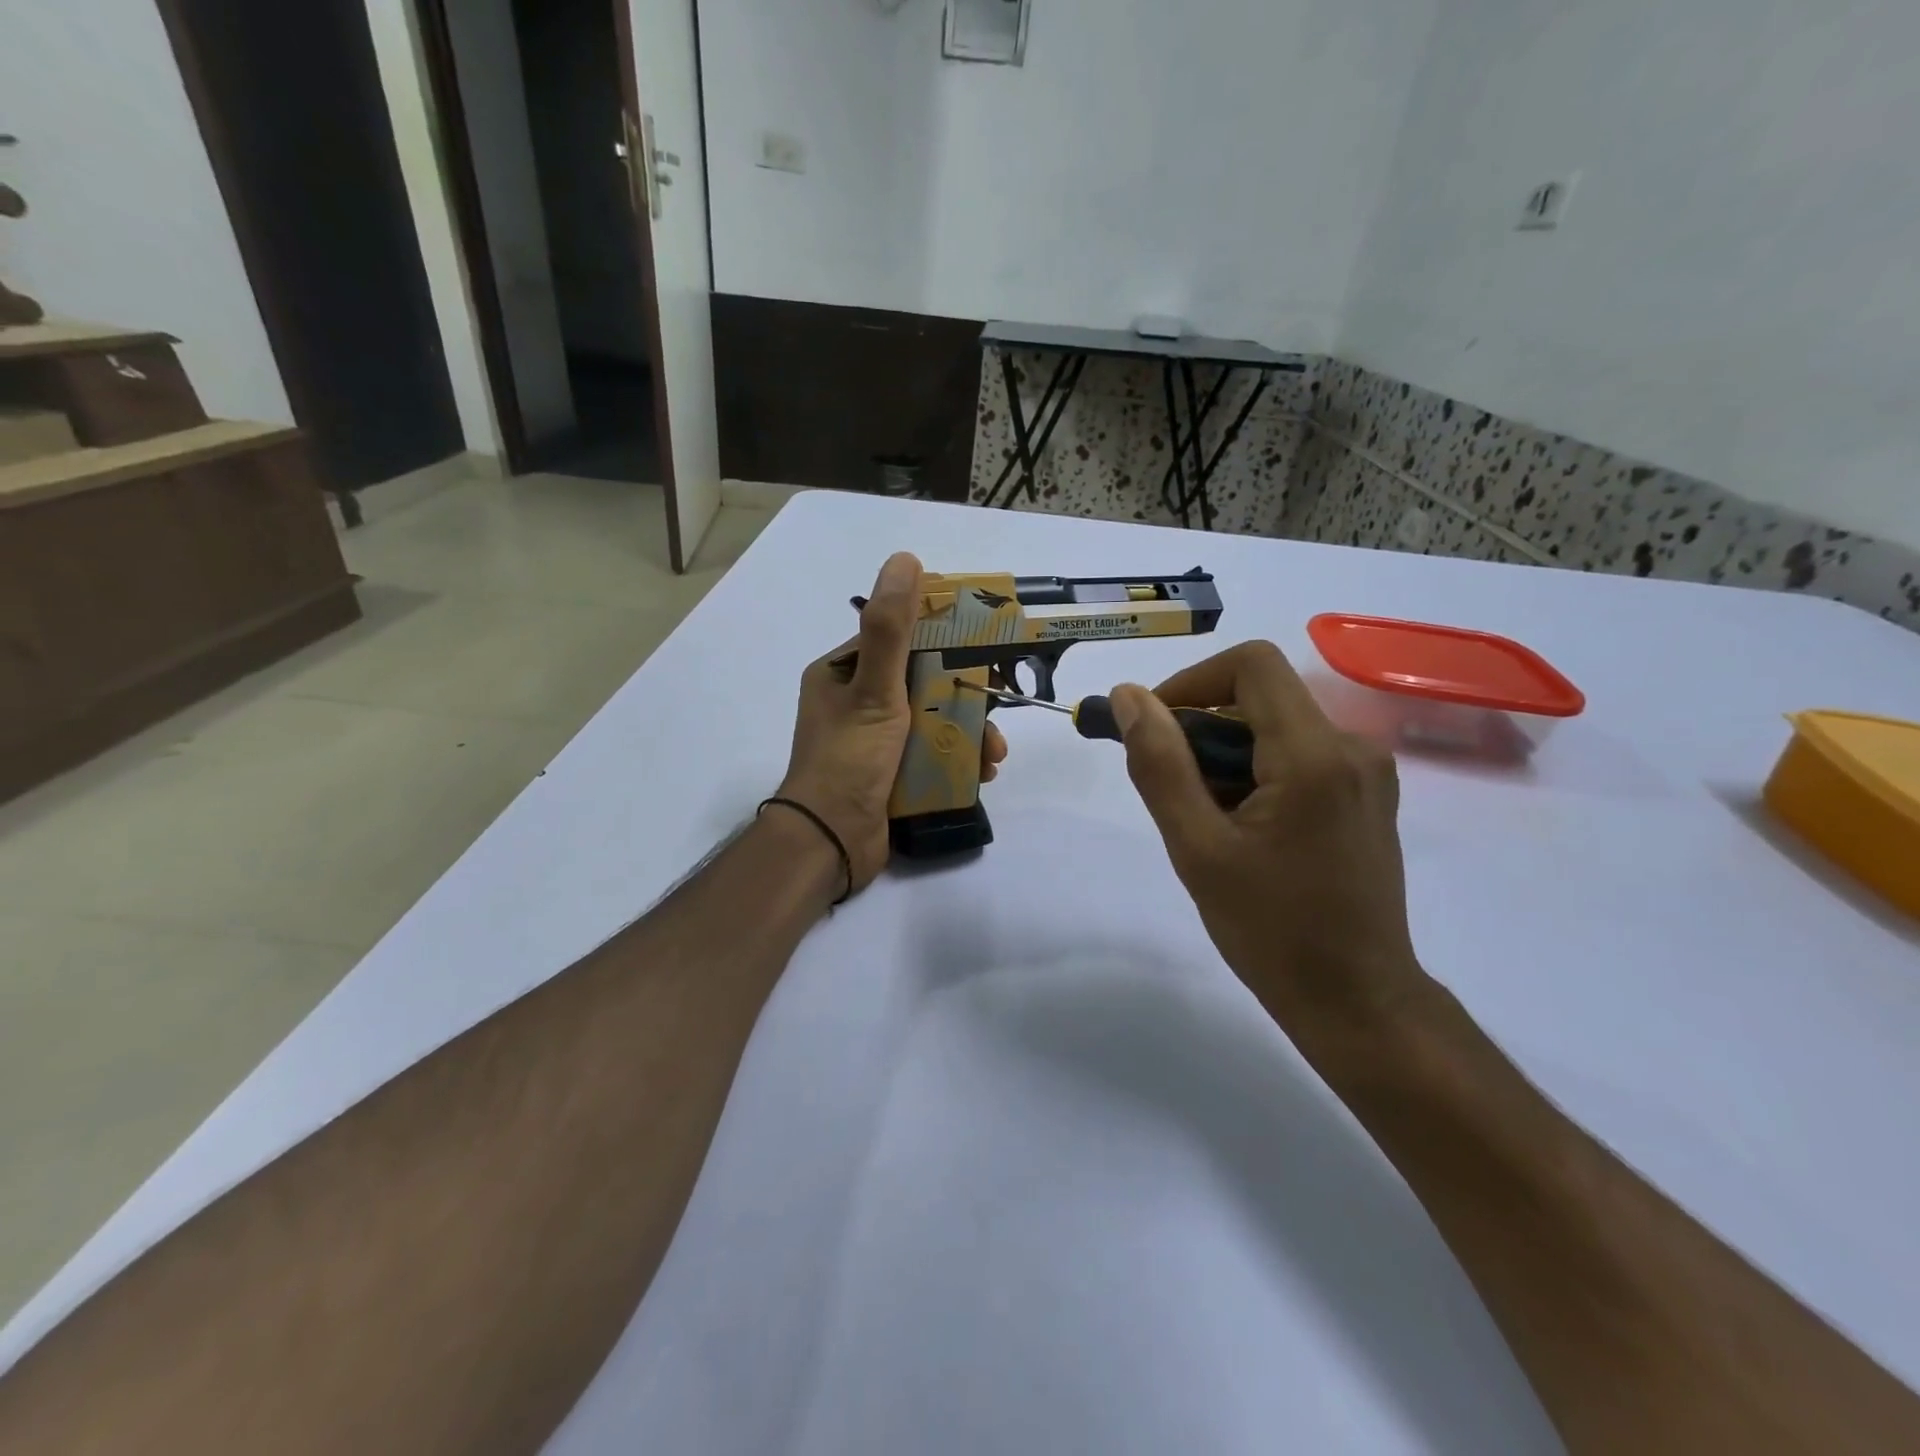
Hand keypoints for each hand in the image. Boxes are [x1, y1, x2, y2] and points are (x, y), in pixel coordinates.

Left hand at [776, 552, 1007, 896]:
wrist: (831, 843)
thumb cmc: (849, 760)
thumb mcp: (875, 690)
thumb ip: (891, 629)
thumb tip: (905, 560)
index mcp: (842, 673)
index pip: (899, 638)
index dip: (943, 636)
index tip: (984, 643)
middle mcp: (855, 702)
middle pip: (923, 682)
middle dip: (965, 696)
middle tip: (999, 706)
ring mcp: (873, 741)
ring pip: (932, 721)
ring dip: (969, 733)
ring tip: (994, 755)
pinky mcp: (889, 773)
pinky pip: (930, 754)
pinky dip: (957, 760)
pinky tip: (982, 774)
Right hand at [1110, 641, 1423, 1034]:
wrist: (1358, 1001)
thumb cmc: (1272, 930)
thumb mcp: (1197, 847)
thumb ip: (1160, 764)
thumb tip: (1129, 697)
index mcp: (1314, 755)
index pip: (1251, 664)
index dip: (1192, 682)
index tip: (1155, 729)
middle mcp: (1352, 747)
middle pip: (1261, 696)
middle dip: (1202, 730)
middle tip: (1173, 791)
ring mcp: (1367, 772)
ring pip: (1276, 726)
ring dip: (1226, 756)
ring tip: (1206, 822)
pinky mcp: (1366, 794)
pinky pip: (1298, 754)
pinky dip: (1255, 772)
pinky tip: (1241, 829)